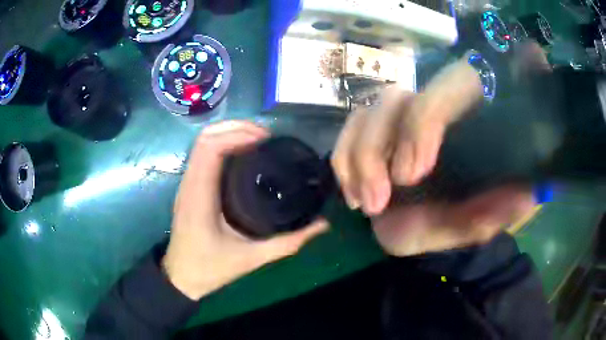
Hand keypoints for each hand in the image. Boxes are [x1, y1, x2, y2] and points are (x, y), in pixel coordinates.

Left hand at [163, 121, 327, 299]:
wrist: (181, 277)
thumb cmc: (209, 269)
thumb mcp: (252, 258)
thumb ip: (289, 243)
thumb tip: (322, 226)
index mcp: (199, 196)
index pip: (210, 148)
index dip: (237, 135)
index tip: (266, 139)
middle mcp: (190, 184)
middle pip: (205, 138)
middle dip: (235, 128)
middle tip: (265, 136)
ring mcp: (186, 184)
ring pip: (202, 144)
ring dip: (228, 134)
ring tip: (258, 140)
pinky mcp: (189, 188)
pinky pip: (202, 155)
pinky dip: (222, 145)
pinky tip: (243, 155)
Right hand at [332, 57, 534, 255]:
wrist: (439, 217)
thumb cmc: (464, 213)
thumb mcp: (482, 218)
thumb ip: (498, 211)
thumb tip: (524, 197)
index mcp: (467, 113)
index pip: (446, 92)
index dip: (423, 124)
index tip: (411, 174)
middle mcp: (432, 103)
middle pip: (397, 99)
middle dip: (379, 148)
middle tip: (378, 202)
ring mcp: (401, 115)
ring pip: (367, 112)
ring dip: (358, 159)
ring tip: (366, 206)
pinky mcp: (376, 130)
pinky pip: (350, 131)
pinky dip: (344, 161)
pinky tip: (354, 196)